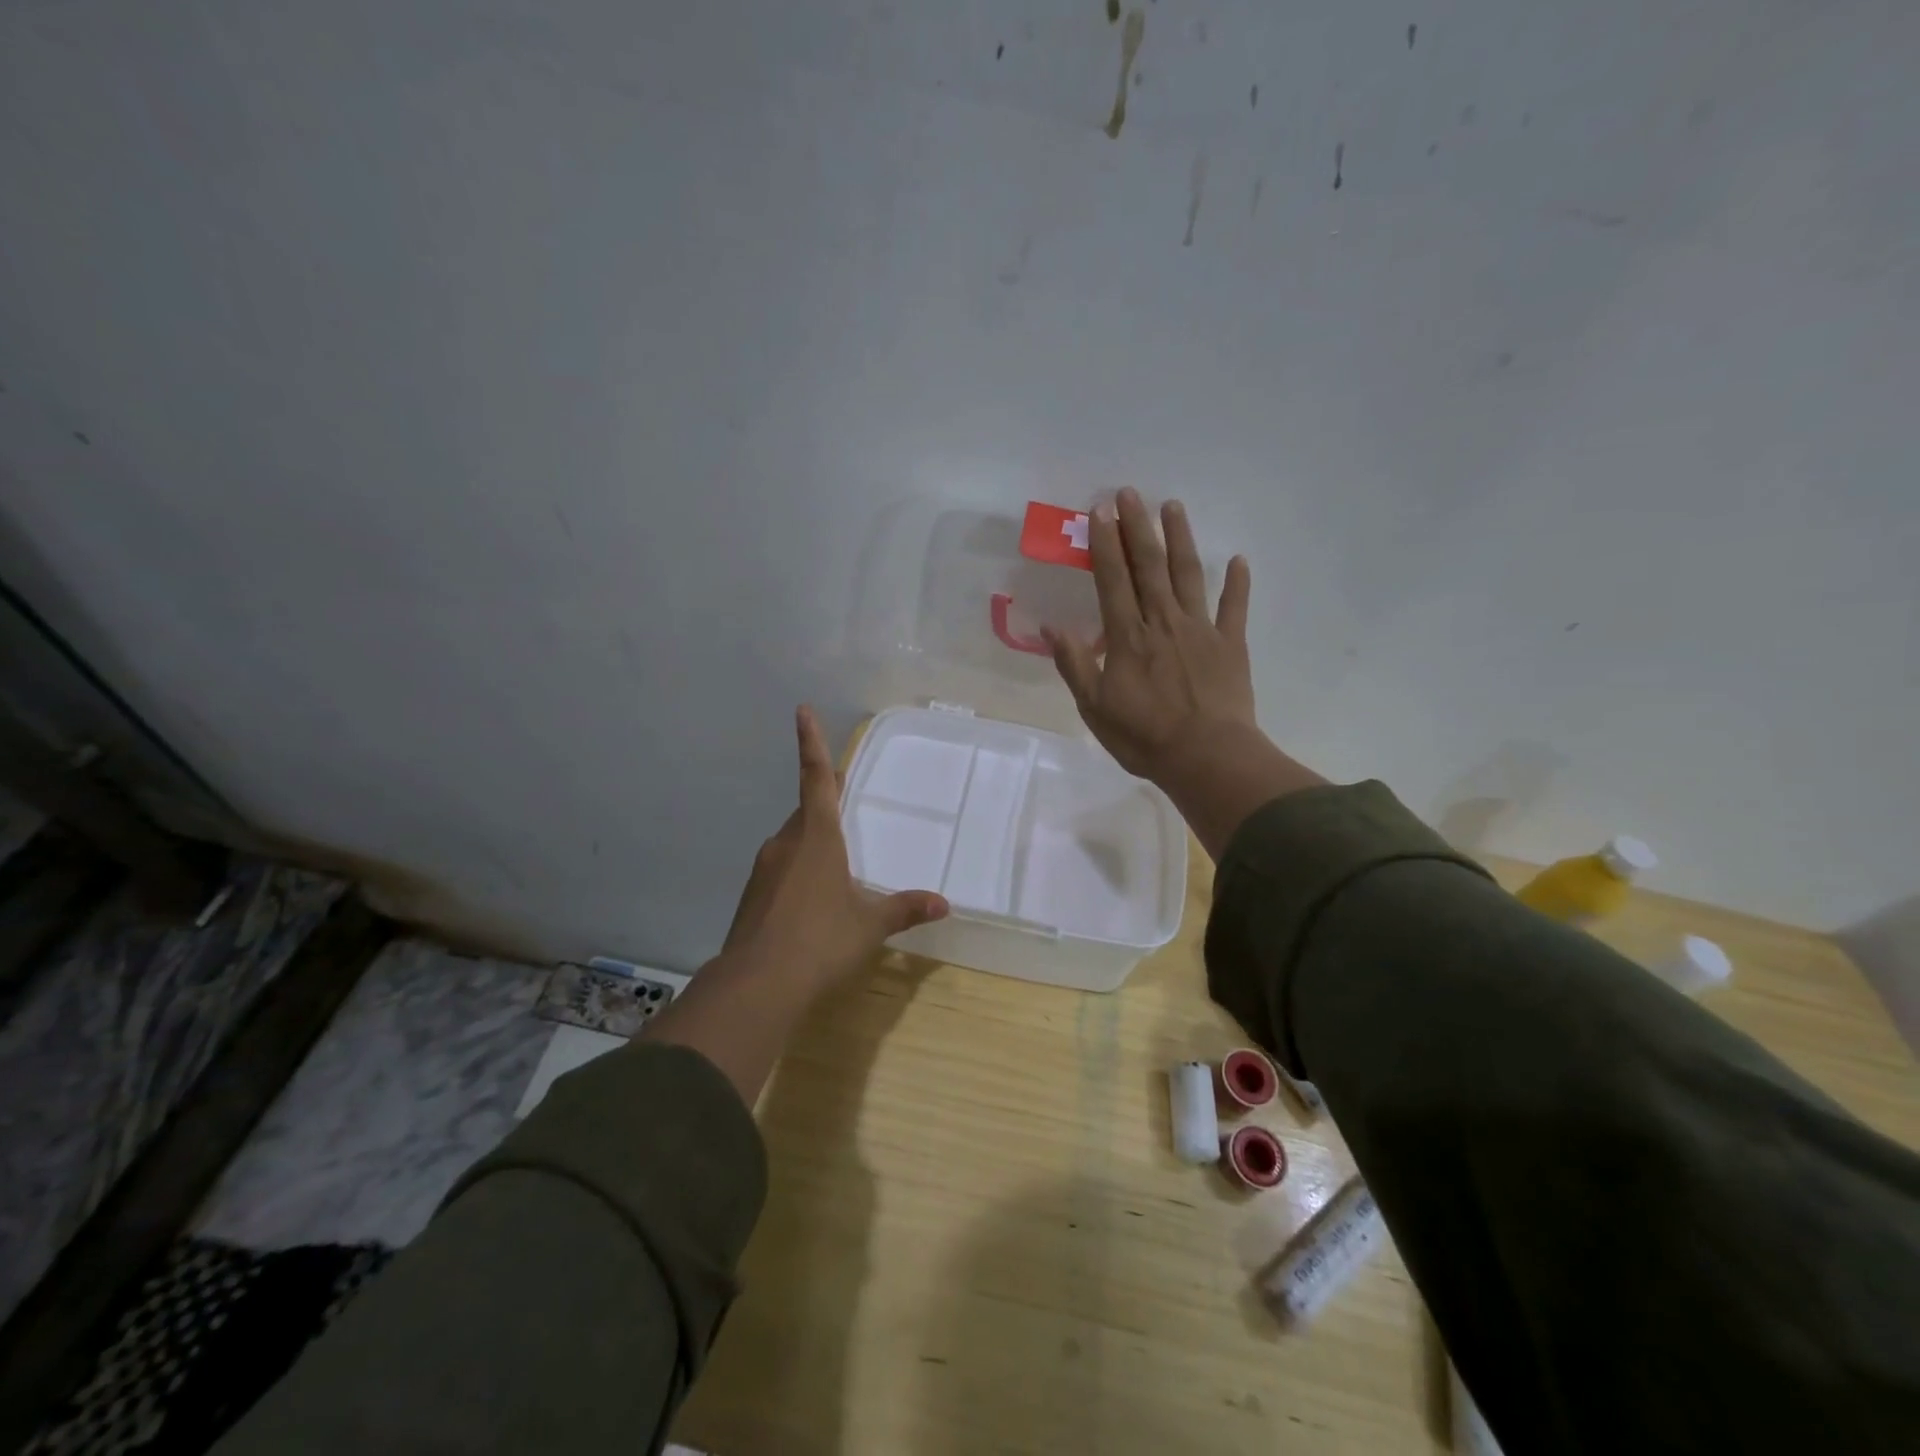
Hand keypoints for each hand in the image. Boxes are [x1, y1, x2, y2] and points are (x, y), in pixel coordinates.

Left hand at [721, 705, 948, 992]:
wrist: (757, 986)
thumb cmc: (821, 941)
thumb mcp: (870, 925)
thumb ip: (904, 909)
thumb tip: (943, 904)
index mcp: (817, 836)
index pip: (816, 778)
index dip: (811, 742)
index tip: (802, 709)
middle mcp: (786, 843)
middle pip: (807, 812)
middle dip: (824, 808)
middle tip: (845, 814)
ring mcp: (764, 868)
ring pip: (792, 842)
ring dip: (812, 845)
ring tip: (836, 872)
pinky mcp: (753, 894)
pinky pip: (781, 869)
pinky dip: (798, 874)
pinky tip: (811, 905)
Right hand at [1044, 489, 1323, 858]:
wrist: (1206, 758)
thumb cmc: (1144, 736)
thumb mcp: (1094, 707)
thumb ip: (1075, 664)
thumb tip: (1051, 628)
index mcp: (1128, 636)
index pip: (1112, 580)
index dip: (1105, 544)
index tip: (1099, 511)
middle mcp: (1163, 622)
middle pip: (1149, 566)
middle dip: (1138, 527)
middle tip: (1131, 493)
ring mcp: (1200, 630)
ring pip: (1188, 575)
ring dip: (1180, 539)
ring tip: (1173, 506)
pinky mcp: (1230, 645)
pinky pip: (1234, 608)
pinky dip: (1237, 583)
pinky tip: (1238, 560)